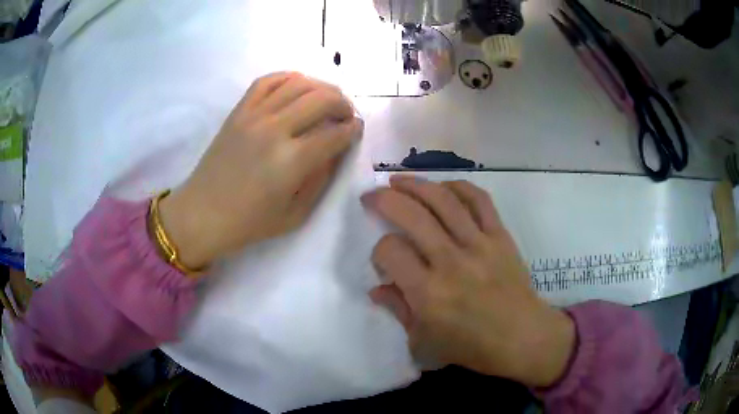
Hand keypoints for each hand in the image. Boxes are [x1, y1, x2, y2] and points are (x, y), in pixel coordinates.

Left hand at [159, 72, 362, 268]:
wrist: (202, 213)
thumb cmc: (249, 223)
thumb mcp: (296, 214)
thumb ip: (321, 178)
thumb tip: (336, 149)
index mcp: (292, 162)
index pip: (335, 134)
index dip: (353, 129)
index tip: (357, 129)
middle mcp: (275, 130)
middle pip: (322, 99)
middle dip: (344, 104)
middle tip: (346, 114)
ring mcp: (254, 116)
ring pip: (298, 83)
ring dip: (322, 87)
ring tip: (327, 99)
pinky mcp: (239, 111)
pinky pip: (267, 81)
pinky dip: (288, 77)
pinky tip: (298, 86)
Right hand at [363, 176, 574, 387]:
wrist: (523, 337)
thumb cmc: (473, 347)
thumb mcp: (424, 342)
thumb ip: (398, 311)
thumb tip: (377, 289)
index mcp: (428, 293)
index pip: (390, 251)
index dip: (378, 252)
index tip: (384, 261)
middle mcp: (451, 261)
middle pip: (412, 215)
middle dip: (384, 199)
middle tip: (371, 195)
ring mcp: (479, 244)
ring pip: (443, 200)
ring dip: (415, 184)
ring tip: (398, 180)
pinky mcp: (500, 236)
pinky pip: (479, 200)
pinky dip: (458, 187)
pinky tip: (442, 187)